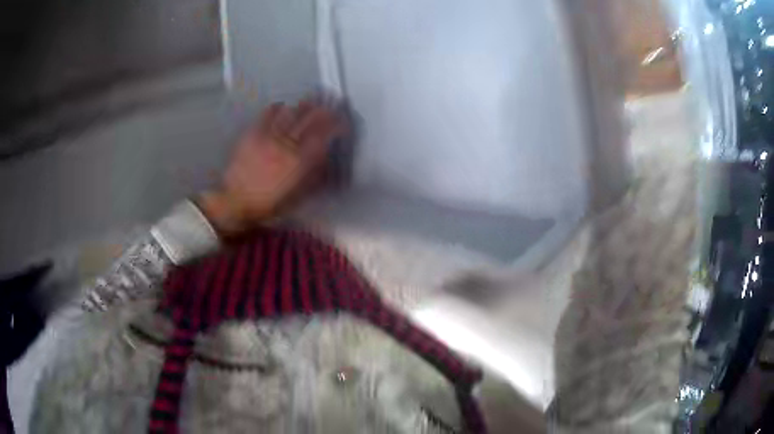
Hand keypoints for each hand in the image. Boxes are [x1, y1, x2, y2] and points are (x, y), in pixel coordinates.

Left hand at [200, 98, 347, 236]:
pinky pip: (268, 114)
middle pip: (311, 119)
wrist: (237, 202)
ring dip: (305, 104)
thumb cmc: (270, 203)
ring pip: (292, 112)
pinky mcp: (253, 133)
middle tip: (333, 104)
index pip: (325, 135)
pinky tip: (283, 106)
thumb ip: (315, 175)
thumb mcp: (298, 196)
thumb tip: (326, 157)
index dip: (337, 124)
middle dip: (326, 109)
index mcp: (301, 161)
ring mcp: (269, 136)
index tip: (344, 120)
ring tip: (313, 99)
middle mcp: (287, 144)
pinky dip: (278, 107)